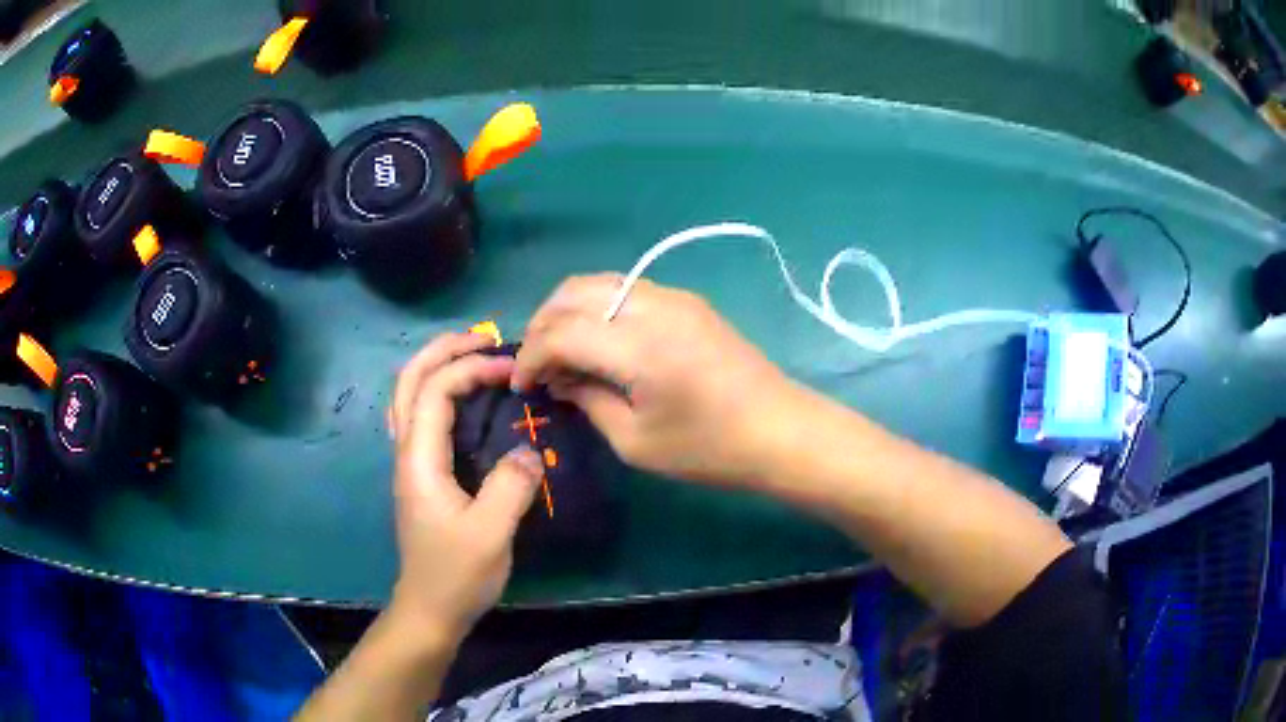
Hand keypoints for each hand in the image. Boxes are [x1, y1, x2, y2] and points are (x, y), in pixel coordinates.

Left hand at [386, 333, 542, 641]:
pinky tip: (465, 401)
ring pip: (410, 396)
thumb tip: (529, 450)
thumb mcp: (491, 533)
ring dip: (438, 367)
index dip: (470, 369)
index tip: (511, 371)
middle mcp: (407, 452)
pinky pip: (421, 417)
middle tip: (485, 339)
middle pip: (409, 380)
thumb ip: (511, 485)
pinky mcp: (421, 475)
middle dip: (443, 350)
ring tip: (476, 357)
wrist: (430, 608)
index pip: (434, 391)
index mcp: (419, 459)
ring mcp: (410, 463)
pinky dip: (440, 393)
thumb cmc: (457, 573)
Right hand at [513, 274, 794, 485]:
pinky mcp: (688, 301)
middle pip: (573, 292)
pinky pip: (627, 289)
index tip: (521, 385)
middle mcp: (652, 305)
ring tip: (562, 350)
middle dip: (543, 324)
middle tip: (537, 364)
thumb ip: (588, 401)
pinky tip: (600, 340)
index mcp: (638, 345)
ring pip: (599, 283)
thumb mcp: (635, 441)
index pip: (561, 332)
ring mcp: (673, 296)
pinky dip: (599, 307)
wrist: (780, 431)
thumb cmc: (709, 448)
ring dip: (569, 310)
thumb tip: (559, 381)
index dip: (531, 357)